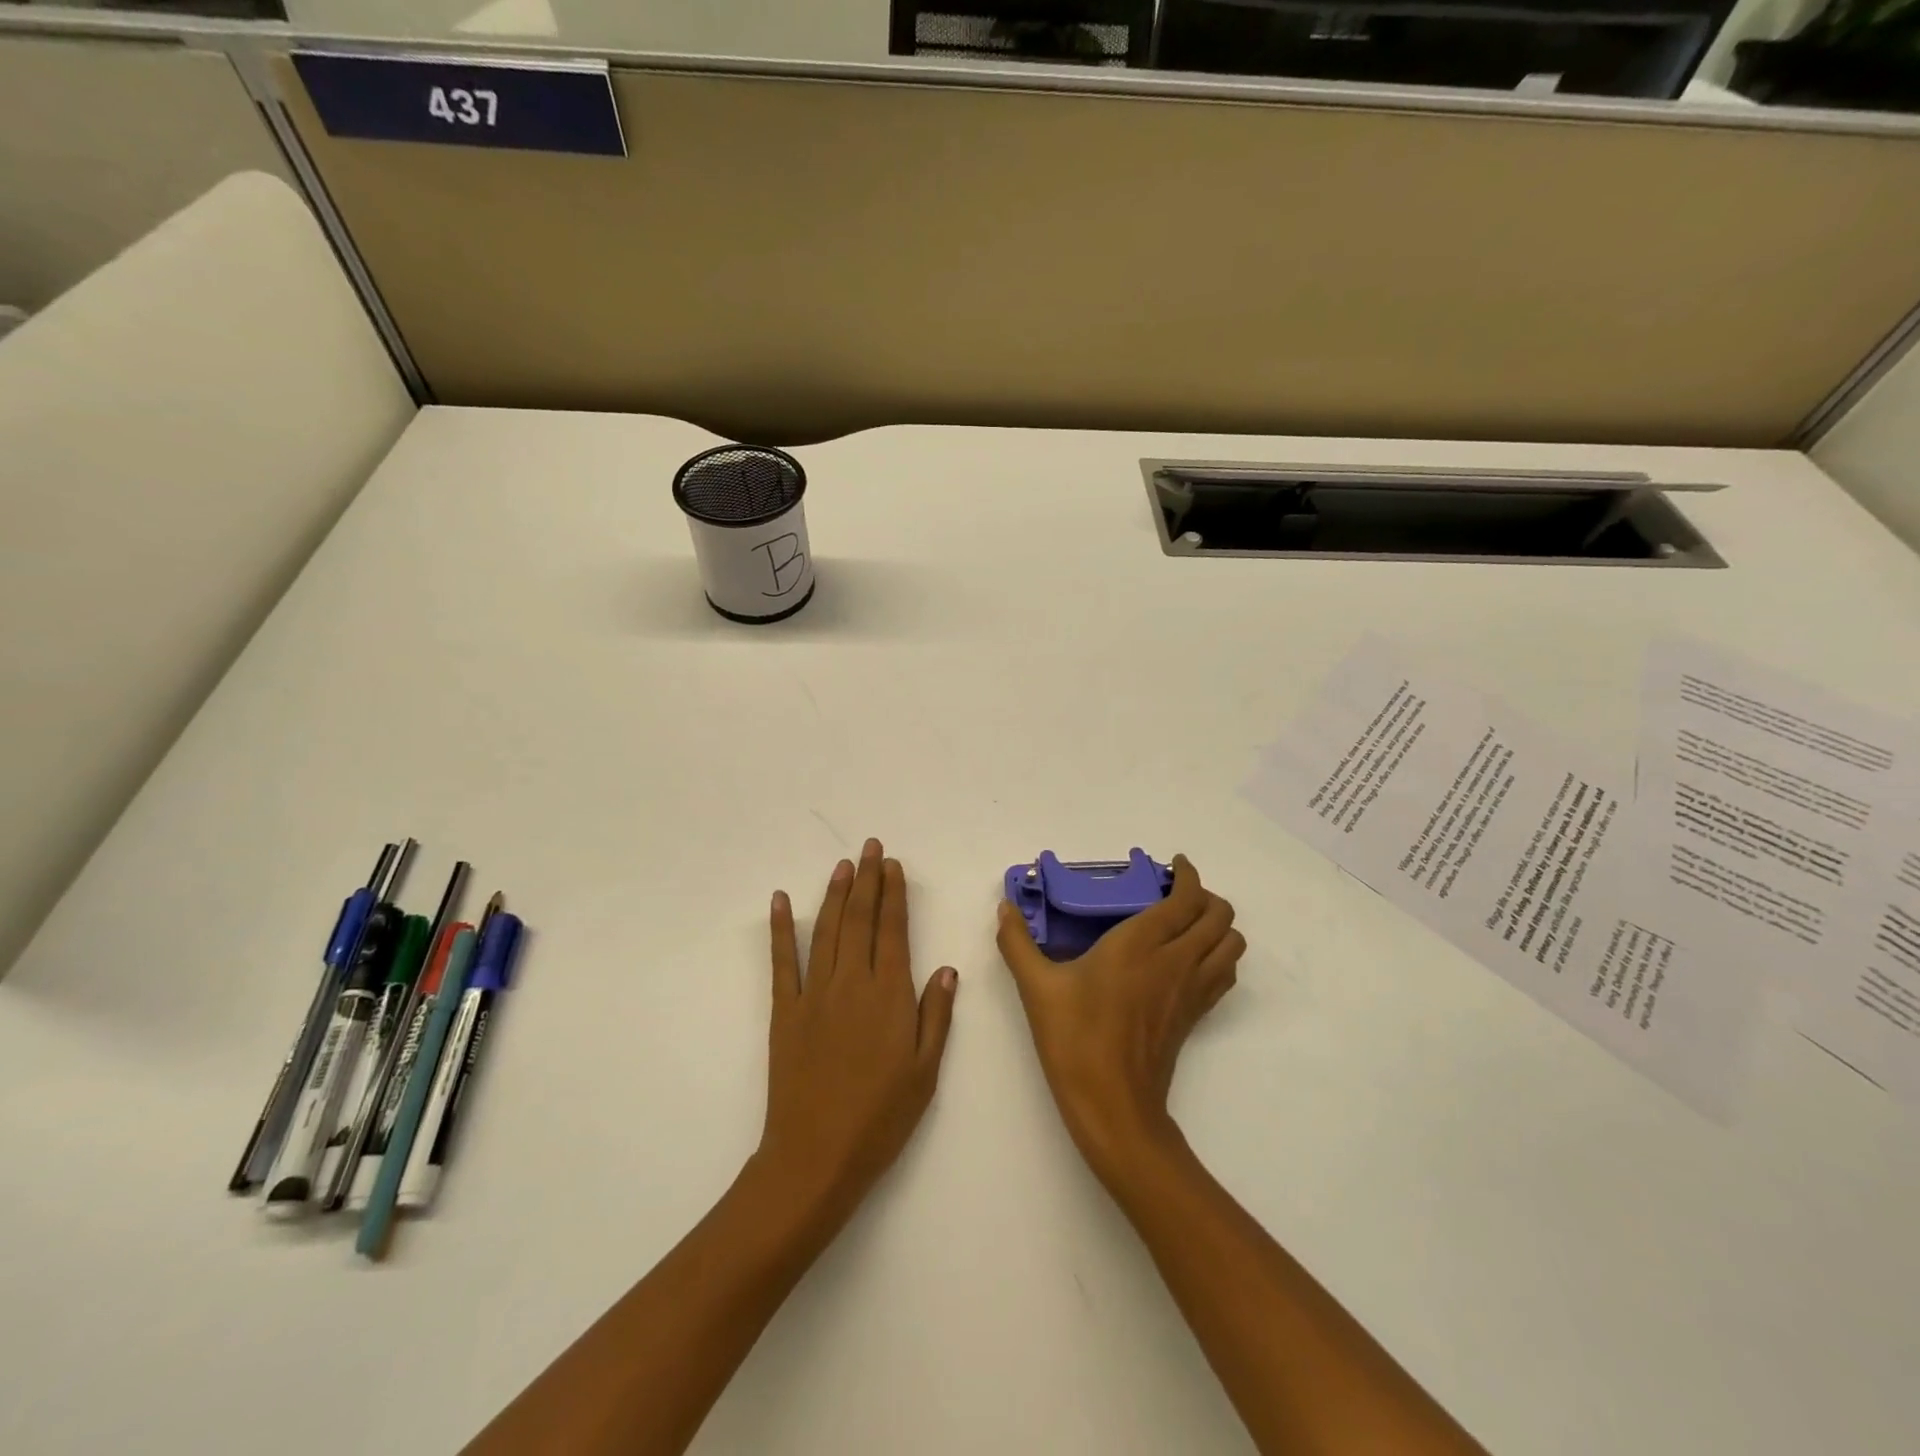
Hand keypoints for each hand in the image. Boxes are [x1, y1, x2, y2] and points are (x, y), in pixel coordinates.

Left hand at [755, 839, 958, 1236]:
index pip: (893, 930)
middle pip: (860, 919)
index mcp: (890, 995)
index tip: (893, 865)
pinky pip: (782, 961)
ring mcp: (814, 994)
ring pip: (826, 930)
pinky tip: (780, 900)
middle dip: (867, 880)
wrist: (815, 1157)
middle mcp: (852, 983)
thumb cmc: (880, 1119)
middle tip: (870, 847)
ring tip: (842, 864)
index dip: (894, 894)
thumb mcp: (924, 1072)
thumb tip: (946, 968)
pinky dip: (780, 928)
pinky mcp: (784, 1011)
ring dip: (834, 893)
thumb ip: (935, 1015)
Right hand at [996, 855, 1243, 1183]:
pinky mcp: (1195, 1016)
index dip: (1188, 875)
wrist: (1112, 1105)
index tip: (1174, 865)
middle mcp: (1176, 960)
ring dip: (1218, 926)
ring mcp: (1191, 990)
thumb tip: (1004, 908)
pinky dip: (1218, 956)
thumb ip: (1017, 942)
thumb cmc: (1075, 1038)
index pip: (1186, 897)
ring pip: (1231, 944)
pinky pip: (1224, 974)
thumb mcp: (1036, 987)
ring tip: (1186, 924)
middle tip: (1174, 894)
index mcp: (1142, 943)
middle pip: (1219, 915)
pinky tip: (1187, 961)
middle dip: (1206, 896)